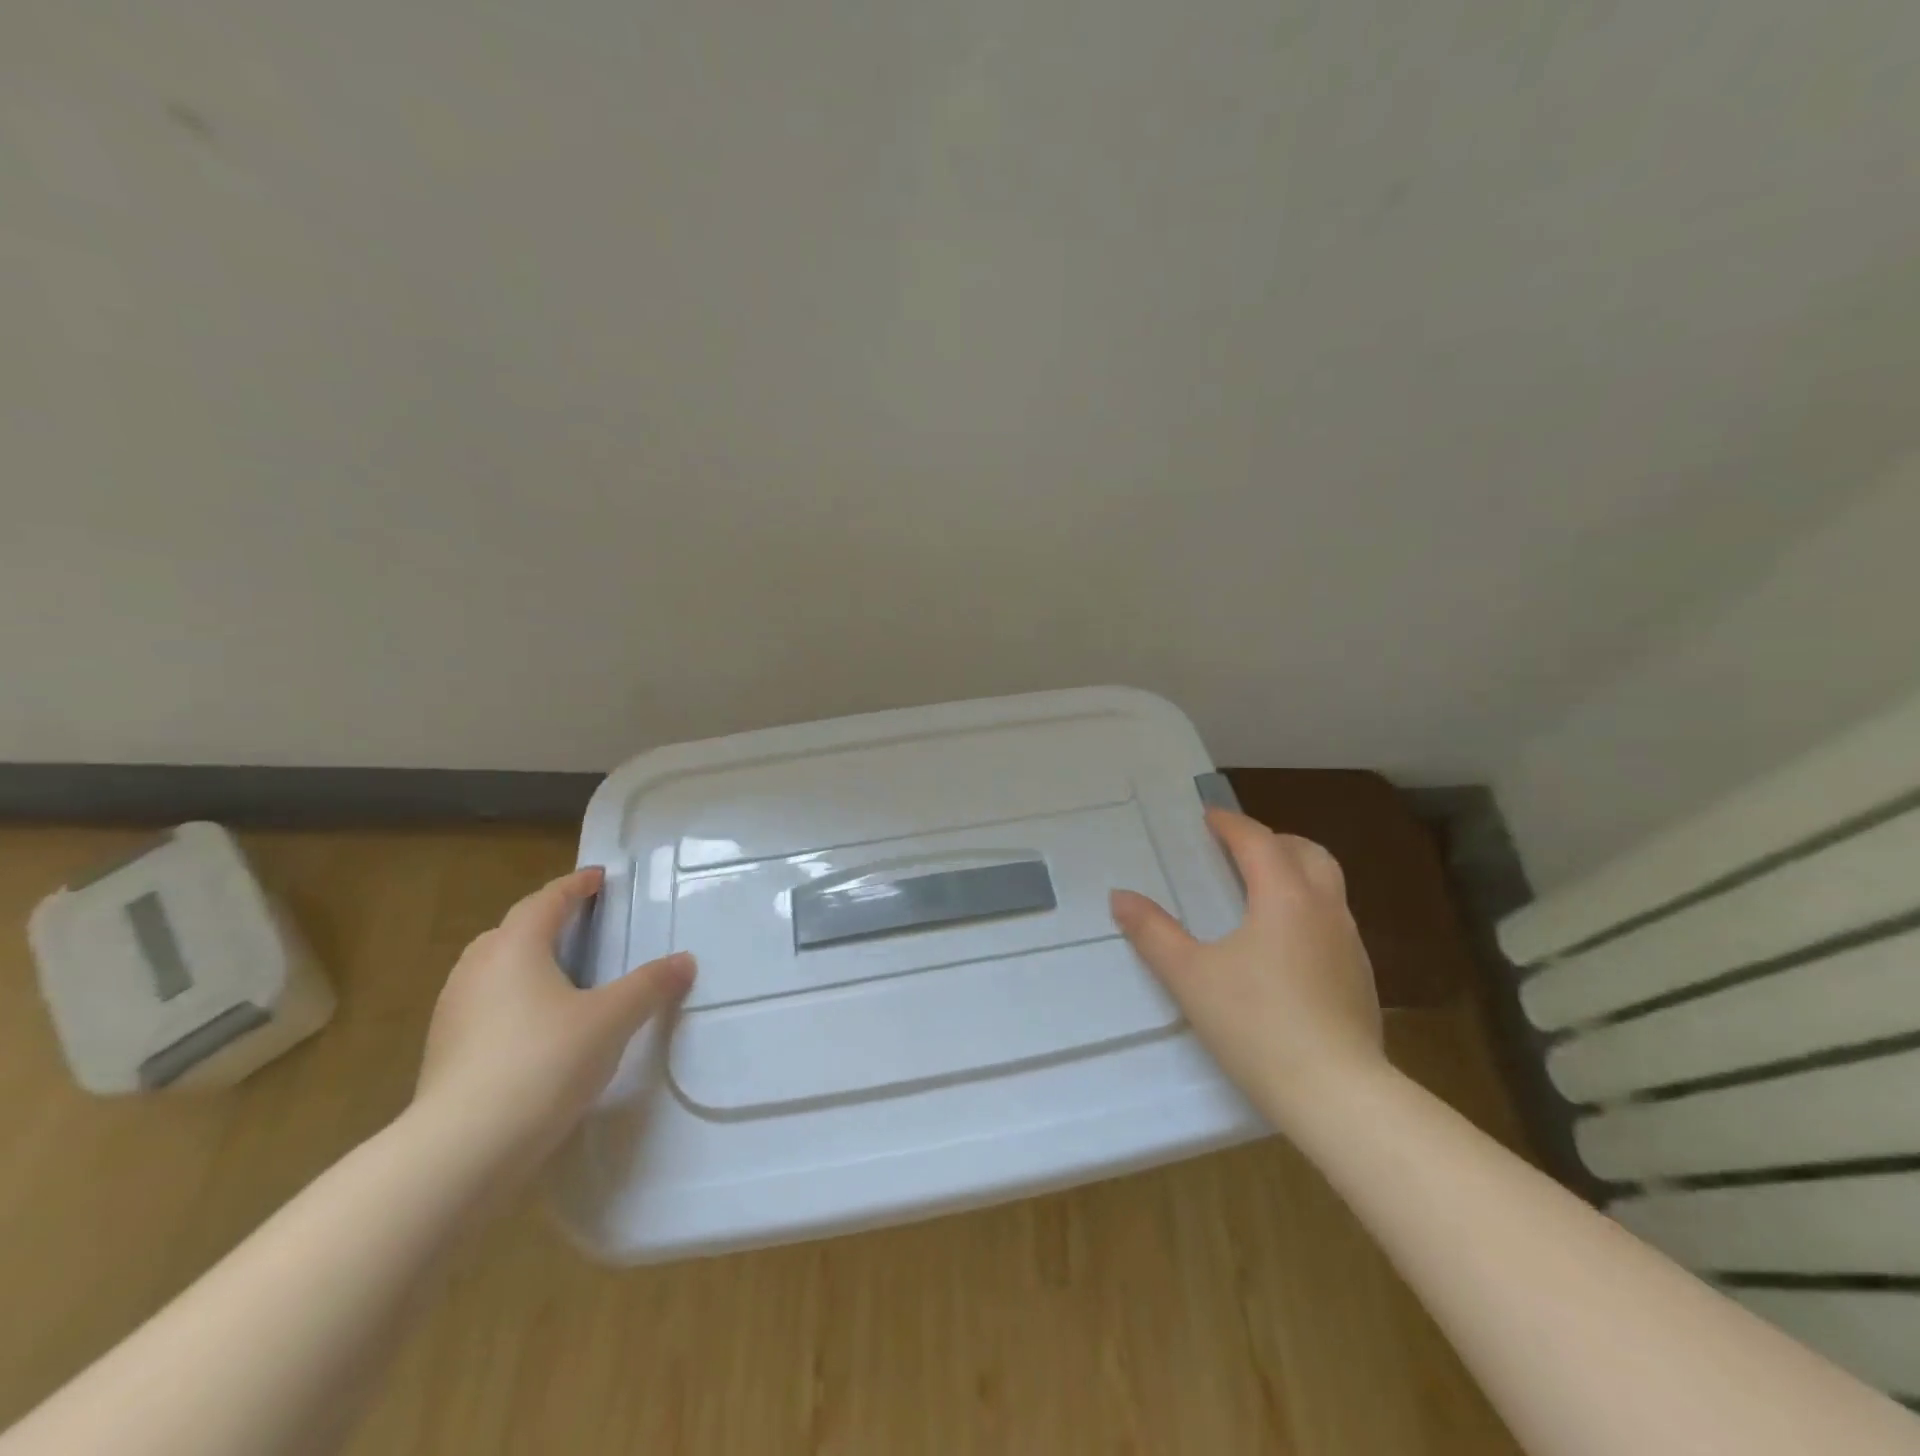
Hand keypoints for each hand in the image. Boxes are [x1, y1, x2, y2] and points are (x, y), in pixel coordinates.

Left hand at [412, 867, 695, 1183]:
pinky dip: (512, 998)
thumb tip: (685, 960)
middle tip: (580, 923)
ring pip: (492, 968)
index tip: (599, 878)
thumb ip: (650, 985)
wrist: (462, 1149)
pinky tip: (535, 1026)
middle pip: (512, 930)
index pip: (547, 900)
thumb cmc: (543, 1062)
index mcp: (515, 947)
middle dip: (545, 920)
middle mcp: (477, 969)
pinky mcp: (444, 1052)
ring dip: (526, 961)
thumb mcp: (612, 1019)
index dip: (576, 886)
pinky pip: (484, 1005)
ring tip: (560, 975)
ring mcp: (453, 1012)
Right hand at [1110, 808, 1385, 1130]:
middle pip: (1307, 852)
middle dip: (1272, 841)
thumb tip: (1119, 897)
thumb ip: (1153, 932)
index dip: (1230, 824)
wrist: (1336, 1096)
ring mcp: (1349, 944)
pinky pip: (1332, 922)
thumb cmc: (1256, 1024)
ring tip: (1258, 892)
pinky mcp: (1360, 978)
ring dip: (1294, 873)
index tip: (1207, 817)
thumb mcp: (1190, 976)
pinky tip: (1283, 946)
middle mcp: (1325, 910)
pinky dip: (1307, 910)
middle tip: (1237, 849)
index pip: (1258, 841)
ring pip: (1327, 886)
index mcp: (1285, 897)